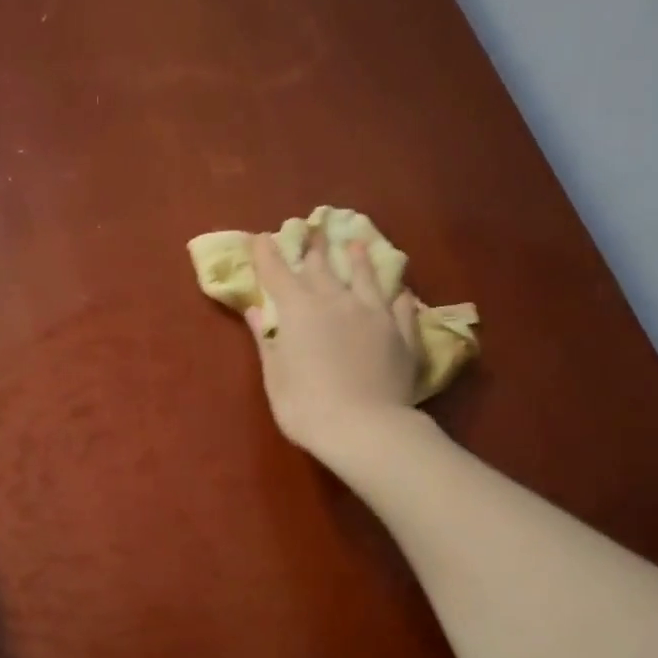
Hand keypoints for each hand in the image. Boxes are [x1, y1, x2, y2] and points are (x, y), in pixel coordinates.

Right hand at [247, 229, 421, 455]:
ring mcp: (374, 314)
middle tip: (313, 229)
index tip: (261, 238)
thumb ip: (267, 340)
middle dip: (314, 248)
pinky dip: (397, 295)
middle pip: (323, 267)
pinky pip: (400, 307)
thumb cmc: (306, 406)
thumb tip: (255, 311)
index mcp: (299, 310)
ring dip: (358, 260)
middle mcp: (337, 301)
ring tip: (356, 245)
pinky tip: (399, 292)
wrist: (365, 427)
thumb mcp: (275, 376)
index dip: (267, 254)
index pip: (278, 273)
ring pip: (366, 277)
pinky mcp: (402, 333)